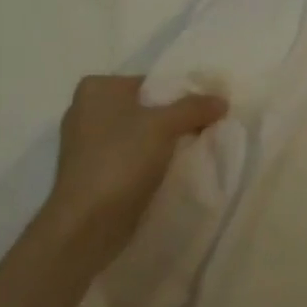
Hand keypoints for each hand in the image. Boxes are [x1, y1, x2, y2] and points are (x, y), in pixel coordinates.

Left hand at [49, 75, 227, 264]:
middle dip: (173, 120)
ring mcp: (85, 144)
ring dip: (162, 143)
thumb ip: (194, 107)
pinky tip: (169, 172)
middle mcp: (85, 110)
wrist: (87, 224)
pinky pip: (129, 158)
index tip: (207, 111)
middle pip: (144, 108)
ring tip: (191, 152)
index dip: (182, 95)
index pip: (150, 83)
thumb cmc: (121, 161)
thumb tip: (221, 100)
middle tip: (204, 130)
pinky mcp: (90, 173)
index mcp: (96, 88)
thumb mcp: (164, 125)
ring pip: (137, 135)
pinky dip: (148, 162)